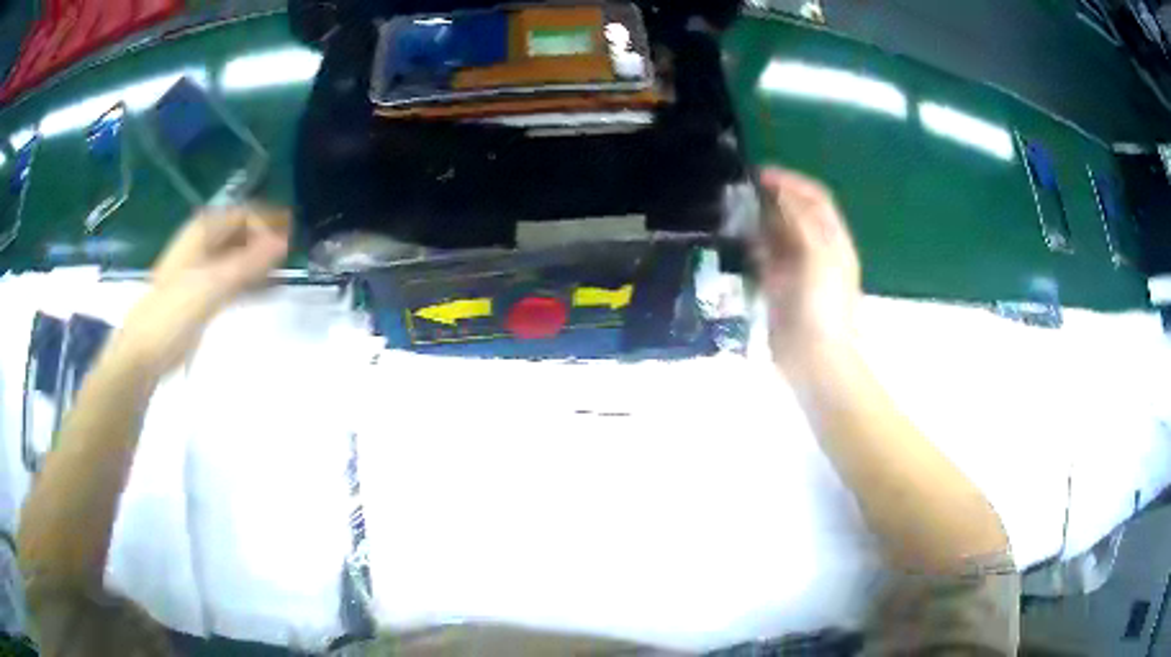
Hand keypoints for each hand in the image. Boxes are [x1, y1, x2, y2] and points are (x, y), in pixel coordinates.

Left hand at [109, 205, 290, 376]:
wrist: (145, 351)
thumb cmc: (174, 311)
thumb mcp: (213, 284)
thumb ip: (249, 262)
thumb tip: (284, 241)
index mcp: (202, 231)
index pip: (243, 213)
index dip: (268, 220)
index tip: (293, 236)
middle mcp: (203, 244)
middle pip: (242, 232)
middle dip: (267, 238)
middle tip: (295, 252)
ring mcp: (202, 270)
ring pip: (239, 256)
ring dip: (261, 261)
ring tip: (287, 271)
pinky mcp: (203, 295)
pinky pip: (233, 280)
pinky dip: (251, 282)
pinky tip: (268, 290)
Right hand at [756, 168, 860, 374]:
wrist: (814, 358)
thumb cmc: (822, 305)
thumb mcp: (818, 256)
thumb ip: (800, 221)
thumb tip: (779, 193)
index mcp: (833, 241)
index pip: (816, 200)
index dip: (792, 182)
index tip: (761, 173)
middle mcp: (817, 250)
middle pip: (795, 214)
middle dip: (773, 198)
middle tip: (742, 189)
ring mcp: (797, 270)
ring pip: (778, 235)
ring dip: (760, 220)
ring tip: (735, 209)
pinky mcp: (778, 288)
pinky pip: (764, 258)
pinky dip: (753, 246)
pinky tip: (738, 240)